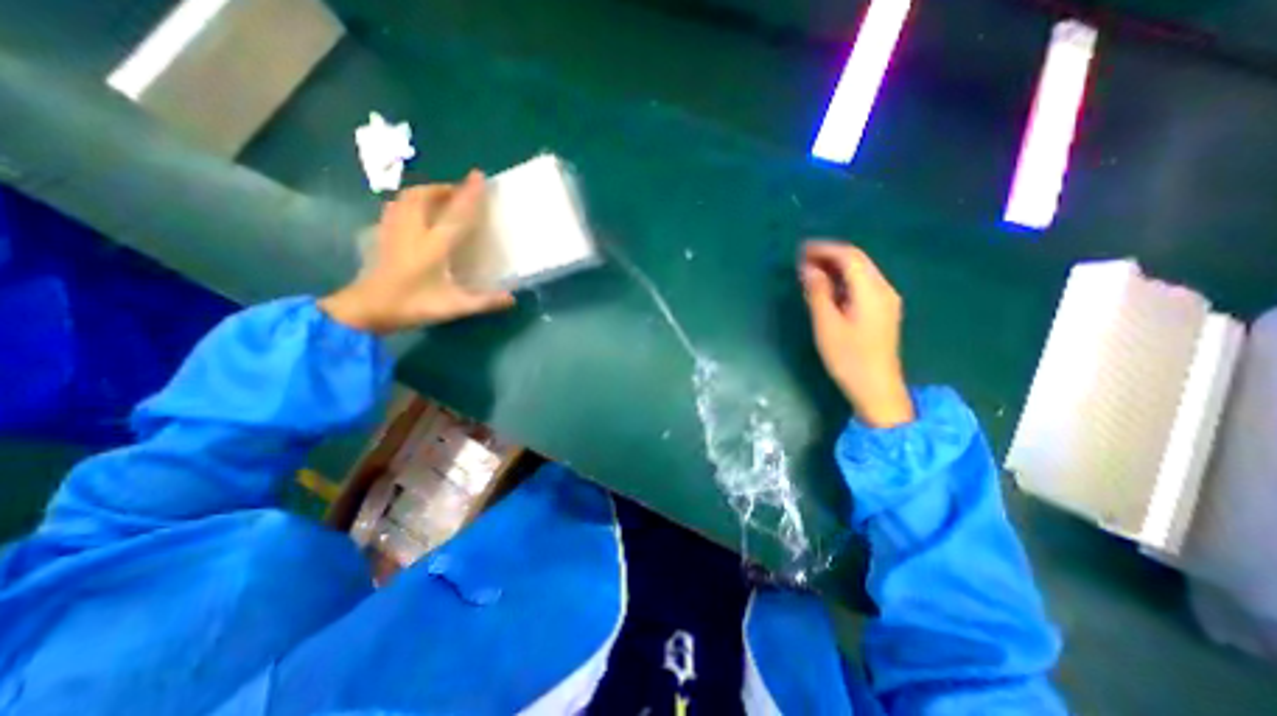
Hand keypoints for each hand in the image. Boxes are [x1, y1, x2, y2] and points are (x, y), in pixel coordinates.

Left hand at [321, 170, 514, 334]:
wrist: (367, 309)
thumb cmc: (413, 305)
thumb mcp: (454, 307)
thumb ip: (484, 301)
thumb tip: (512, 298)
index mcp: (434, 245)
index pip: (455, 214)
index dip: (469, 195)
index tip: (479, 176)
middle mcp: (413, 230)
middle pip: (425, 197)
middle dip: (444, 189)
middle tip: (460, 192)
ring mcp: (394, 230)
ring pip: (407, 198)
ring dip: (426, 192)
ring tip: (440, 198)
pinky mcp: (383, 234)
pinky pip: (396, 207)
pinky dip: (409, 202)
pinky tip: (415, 211)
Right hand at [802, 239, 911, 431]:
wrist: (877, 388)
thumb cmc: (848, 358)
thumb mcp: (826, 325)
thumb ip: (817, 293)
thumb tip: (808, 268)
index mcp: (871, 290)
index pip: (849, 256)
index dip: (824, 249)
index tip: (800, 250)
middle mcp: (884, 289)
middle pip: (858, 260)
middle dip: (830, 255)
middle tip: (802, 260)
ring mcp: (886, 300)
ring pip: (861, 272)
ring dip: (836, 267)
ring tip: (810, 271)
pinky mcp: (883, 311)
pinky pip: (863, 284)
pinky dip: (844, 280)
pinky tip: (828, 288)